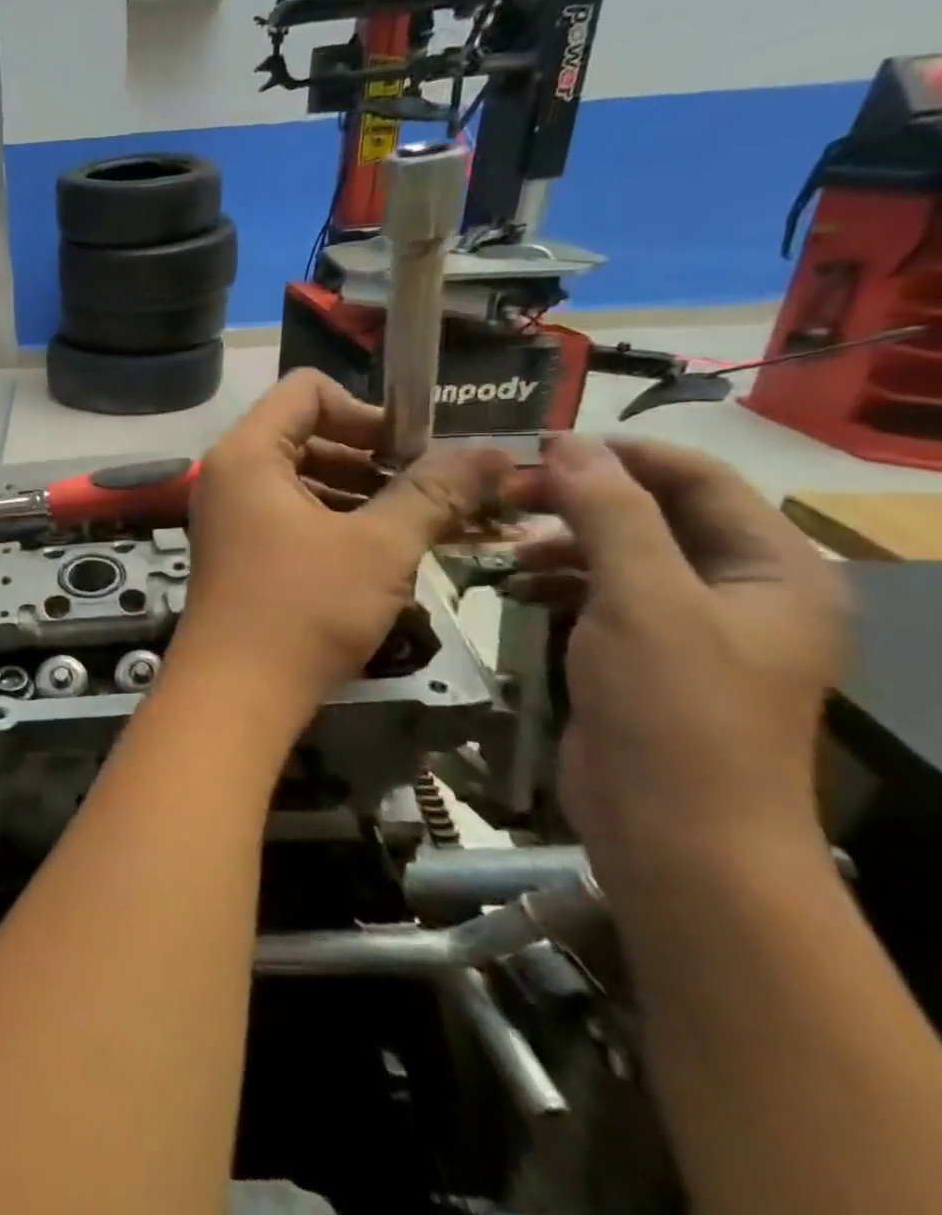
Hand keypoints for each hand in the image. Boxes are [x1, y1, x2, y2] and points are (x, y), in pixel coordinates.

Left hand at [168, 370, 511, 736]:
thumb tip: (493, 451)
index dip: (368, 409)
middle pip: (307, 434)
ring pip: (305, 479)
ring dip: (364, 494)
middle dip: (375, 457)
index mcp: (248, 453)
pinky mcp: (240, 550)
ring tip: (427, 524)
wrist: (235, 692)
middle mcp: (230, 474)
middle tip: (435, 490)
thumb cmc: (302, 608)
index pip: (307, 390)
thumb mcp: (379, 546)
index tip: (416, 449)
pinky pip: (293, 515)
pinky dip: (338, 522)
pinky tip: (388, 552)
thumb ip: (434, 492)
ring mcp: (231, 514)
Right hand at [509, 436, 847, 890]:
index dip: (617, 454)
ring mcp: (690, 624)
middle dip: (578, 498)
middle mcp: (740, 588)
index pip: (697, 478)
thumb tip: (567, 444)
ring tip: (502, 546)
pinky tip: (514, 585)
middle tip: (503, 494)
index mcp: (774, 567)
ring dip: (561, 540)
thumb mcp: (643, 599)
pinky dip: (557, 580)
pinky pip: (601, 594)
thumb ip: (609, 514)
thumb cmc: (674, 709)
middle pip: (654, 513)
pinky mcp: (644, 654)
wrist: (675, 832)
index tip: (534, 449)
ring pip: (620, 552)